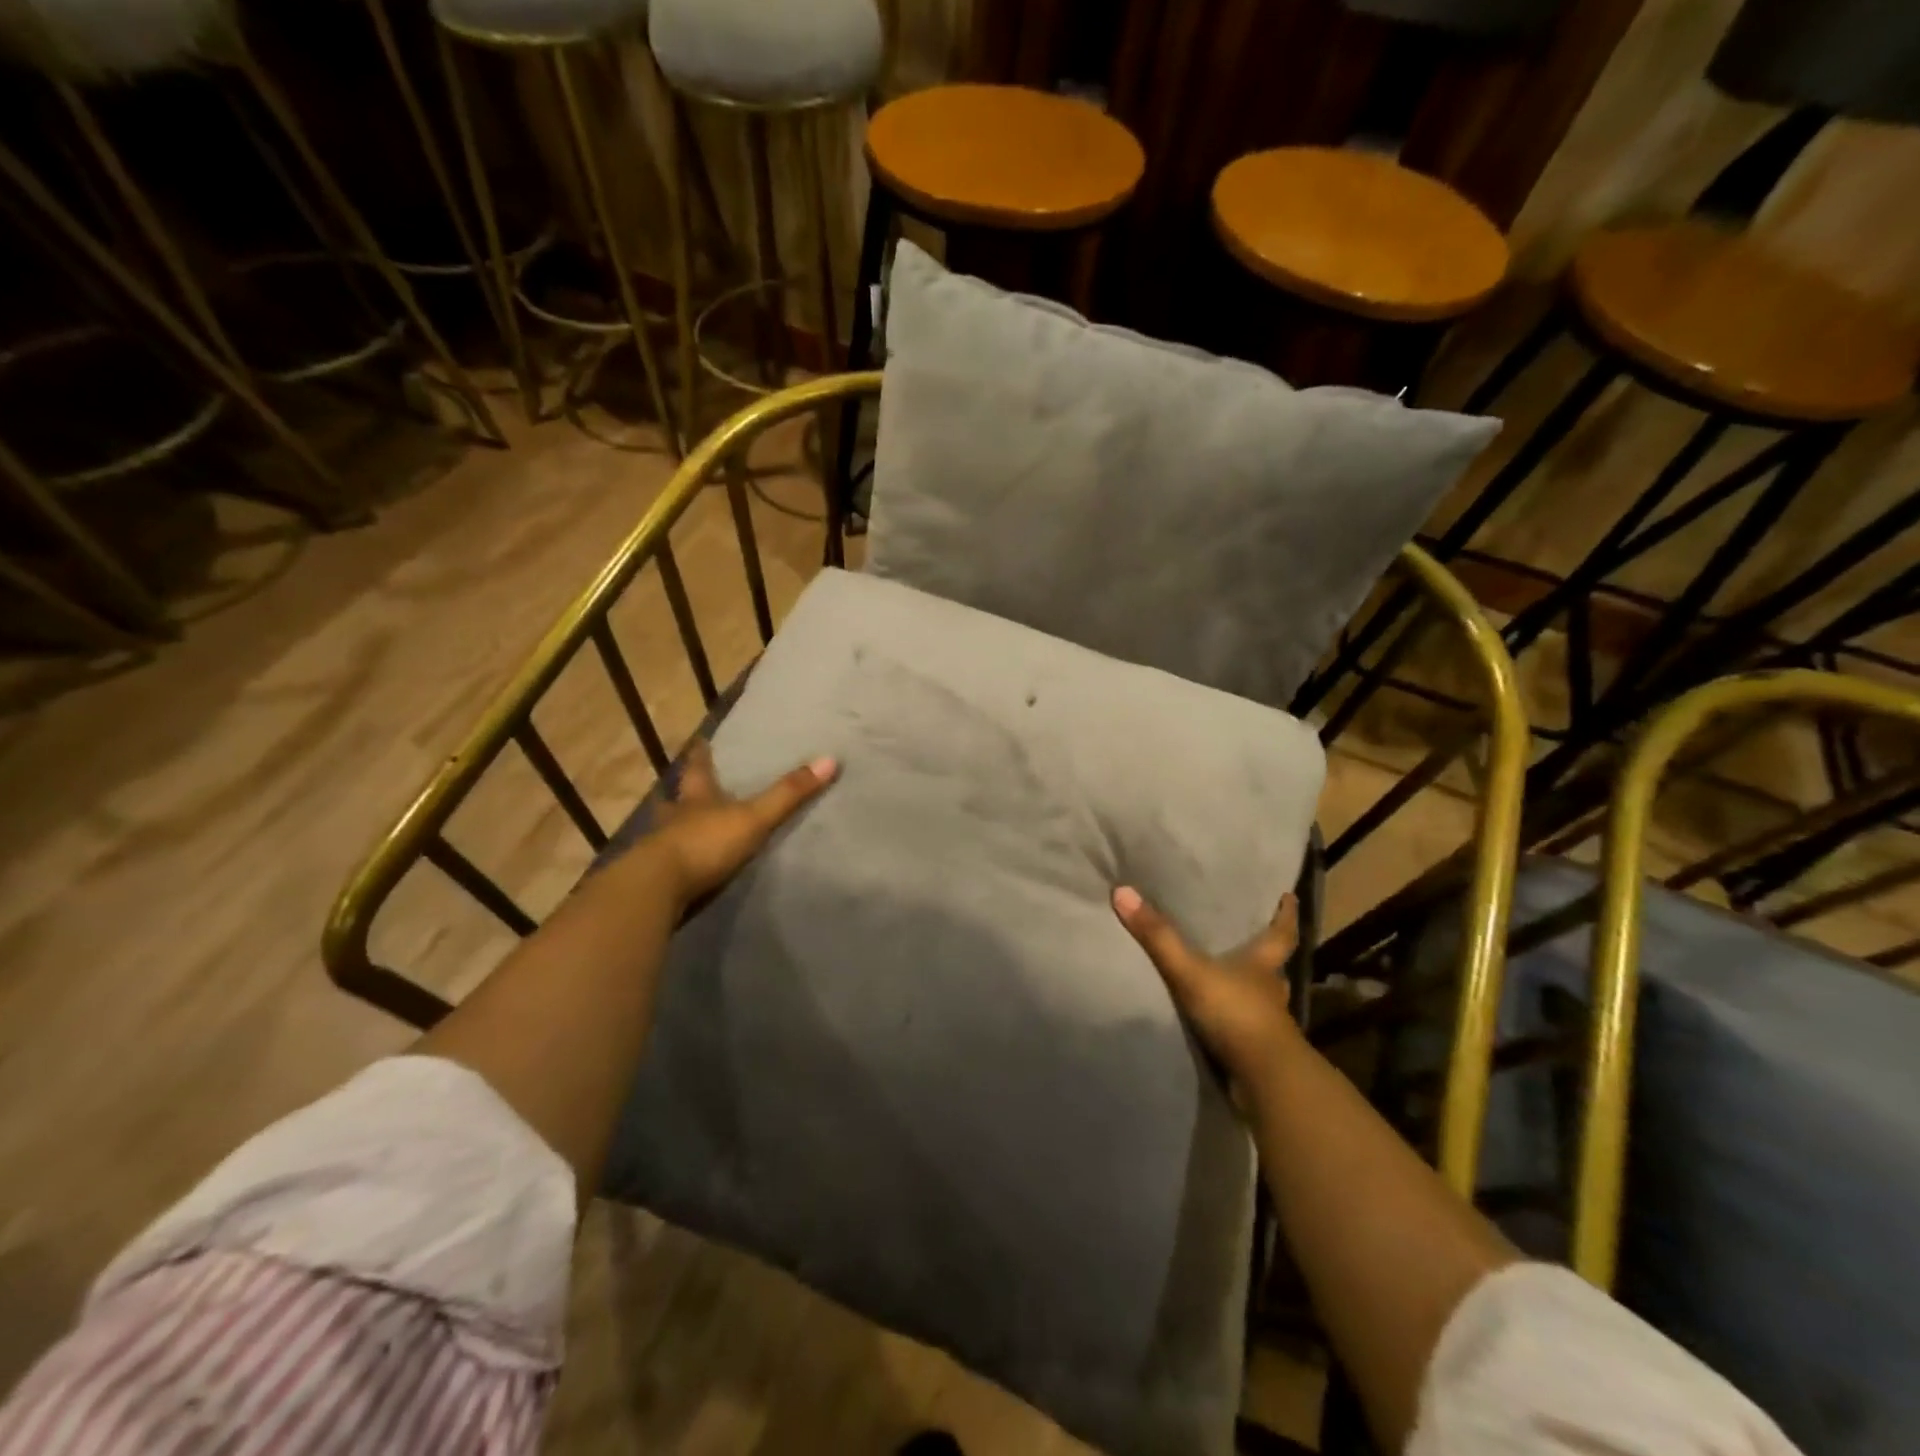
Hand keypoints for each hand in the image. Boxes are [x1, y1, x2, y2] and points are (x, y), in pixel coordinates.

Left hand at [646, 741, 837, 908]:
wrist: (659, 888)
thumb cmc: (706, 843)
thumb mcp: (754, 817)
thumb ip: (788, 794)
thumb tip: (830, 760)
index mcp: (697, 798)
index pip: (698, 769)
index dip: (701, 755)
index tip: (699, 741)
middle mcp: (675, 817)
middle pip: (677, 798)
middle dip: (682, 793)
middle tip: (684, 786)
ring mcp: (661, 848)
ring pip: (668, 829)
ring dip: (675, 826)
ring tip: (682, 826)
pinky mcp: (657, 877)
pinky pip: (667, 862)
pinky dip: (675, 860)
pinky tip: (682, 866)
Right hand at [1112, 886, 1299, 1095]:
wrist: (1263, 1080)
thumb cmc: (1236, 1013)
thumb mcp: (1190, 970)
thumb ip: (1158, 936)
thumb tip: (1124, 892)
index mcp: (1263, 965)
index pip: (1282, 933)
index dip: (1286, 915)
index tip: (1289, 896)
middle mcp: (1270, 990)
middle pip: (1275, 966)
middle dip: (1267, 954)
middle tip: (1254, 936)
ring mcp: (1267, 1023)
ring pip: (1263, 998)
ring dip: (1251, 989)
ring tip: (1232, 979)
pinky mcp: (1257, 1050)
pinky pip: (1247, 1026)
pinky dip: (1237, 1020)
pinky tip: (1221, 1019)